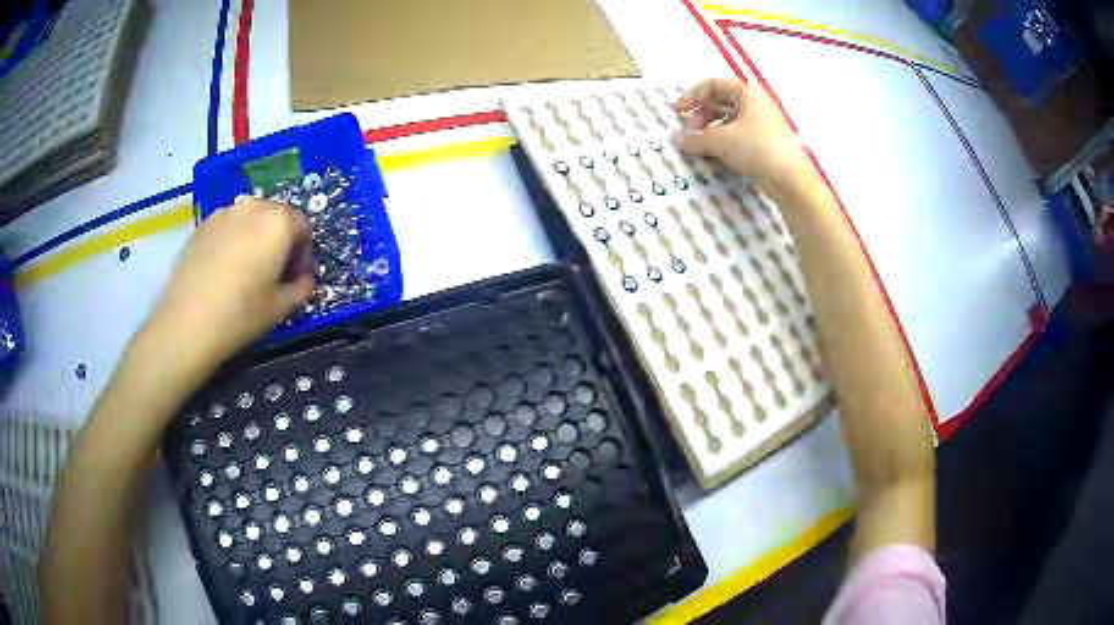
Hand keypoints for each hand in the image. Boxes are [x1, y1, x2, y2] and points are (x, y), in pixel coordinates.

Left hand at [138, 200, 314, 383]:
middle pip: (277, 217)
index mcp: (278, 221)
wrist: (186, 323)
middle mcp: (253, 207)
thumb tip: (303, 280)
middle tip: (275, 274)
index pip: (303, 227)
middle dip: (281, 242)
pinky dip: (233, 242)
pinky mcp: (202, 225)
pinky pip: (228, 228)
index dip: (304, 255)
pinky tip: (225, 272)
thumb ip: (301, 288)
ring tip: (248, 272)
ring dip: (256, 239)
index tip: (298, 279)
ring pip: (250, 220)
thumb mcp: (281, 308)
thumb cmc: (240, 314)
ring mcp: (224, 213)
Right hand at [672, 78, 810, 194]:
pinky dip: (725, 142)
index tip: (677, 113)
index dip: (692, 96)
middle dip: (702, 116)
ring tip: (702, 147)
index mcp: (747, 93)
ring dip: (712, 131)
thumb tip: (675, 138)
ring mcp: (764, 123)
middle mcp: (757, 103)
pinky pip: (740, 135)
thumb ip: (695, 138)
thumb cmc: (757, 149)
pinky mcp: (767, 142)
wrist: (791, 181)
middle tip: (691, 133)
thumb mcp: (721, 141)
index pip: (713, 85)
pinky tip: (718, 157)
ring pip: (730, 120)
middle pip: (721, 102)